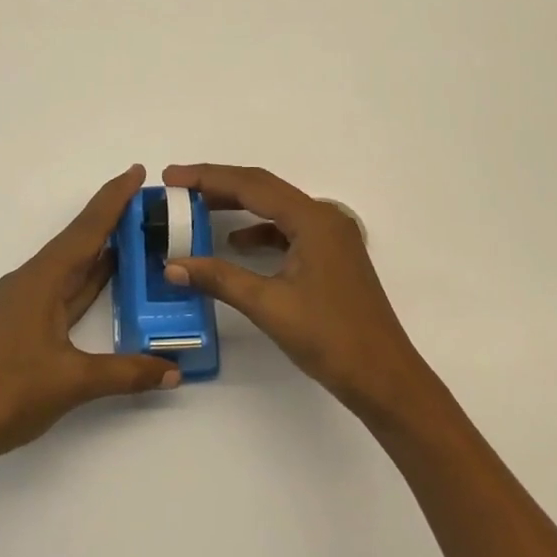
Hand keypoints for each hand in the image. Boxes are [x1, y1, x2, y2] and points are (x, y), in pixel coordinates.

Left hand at [0, 165, 180, 467]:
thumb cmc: (9, 393)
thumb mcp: (73, 381)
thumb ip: (126, 372)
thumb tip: (172, 370)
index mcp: (41, 280)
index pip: (86, 230)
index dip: (113, 200)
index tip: (136, 172)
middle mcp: (32, 281)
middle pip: (78, 240)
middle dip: (112, 218)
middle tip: (149, 203)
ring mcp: (25, 302)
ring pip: (71, 264)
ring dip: (101, 247)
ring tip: (137, 233)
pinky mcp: (23, 322)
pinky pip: (64, 287)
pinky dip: (89, 277)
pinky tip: (107, 278)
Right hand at [161, 163, 433, 419]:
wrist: (385, 379)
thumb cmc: (330, 338)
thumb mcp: (269, 305)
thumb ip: (220, 278)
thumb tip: (172, 265)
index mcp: (313, 219)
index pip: (251, 184)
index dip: (207, 177)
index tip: (170, 177)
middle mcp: (324, 218)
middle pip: (263, 189)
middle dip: (218, 186)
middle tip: (177, 189)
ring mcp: (331, 237)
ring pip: (275, 209)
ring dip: (237, 207)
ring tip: (197, 210)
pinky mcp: (331, 257)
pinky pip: (287, 230)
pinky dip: (258, 232)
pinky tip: (236, 245)